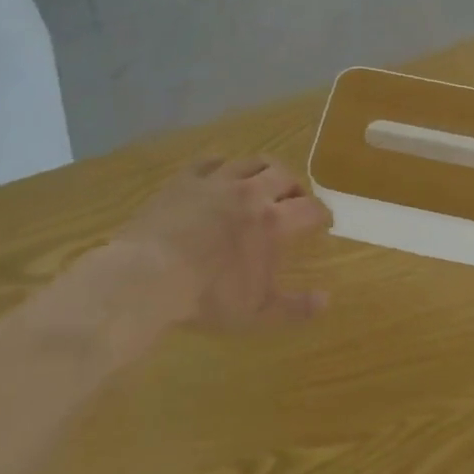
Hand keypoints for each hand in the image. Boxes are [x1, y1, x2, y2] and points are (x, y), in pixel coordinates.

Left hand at [115, 157, 332, 330]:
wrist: (147, 276)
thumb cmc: (207, 297)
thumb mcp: (256, 313)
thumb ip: (295, 307)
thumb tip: (326, 300)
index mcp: (272, 222)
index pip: (310, 209)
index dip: (321, 214)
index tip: (323, 221)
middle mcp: (250, 193)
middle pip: (284, 175)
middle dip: (295, 187)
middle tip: (293, 201)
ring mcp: (217, 181)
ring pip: (252, 161)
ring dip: (264, 171)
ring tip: (262, 183)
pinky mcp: (186, 178)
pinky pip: (212, 160)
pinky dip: (225, 165)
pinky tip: (222, 175)